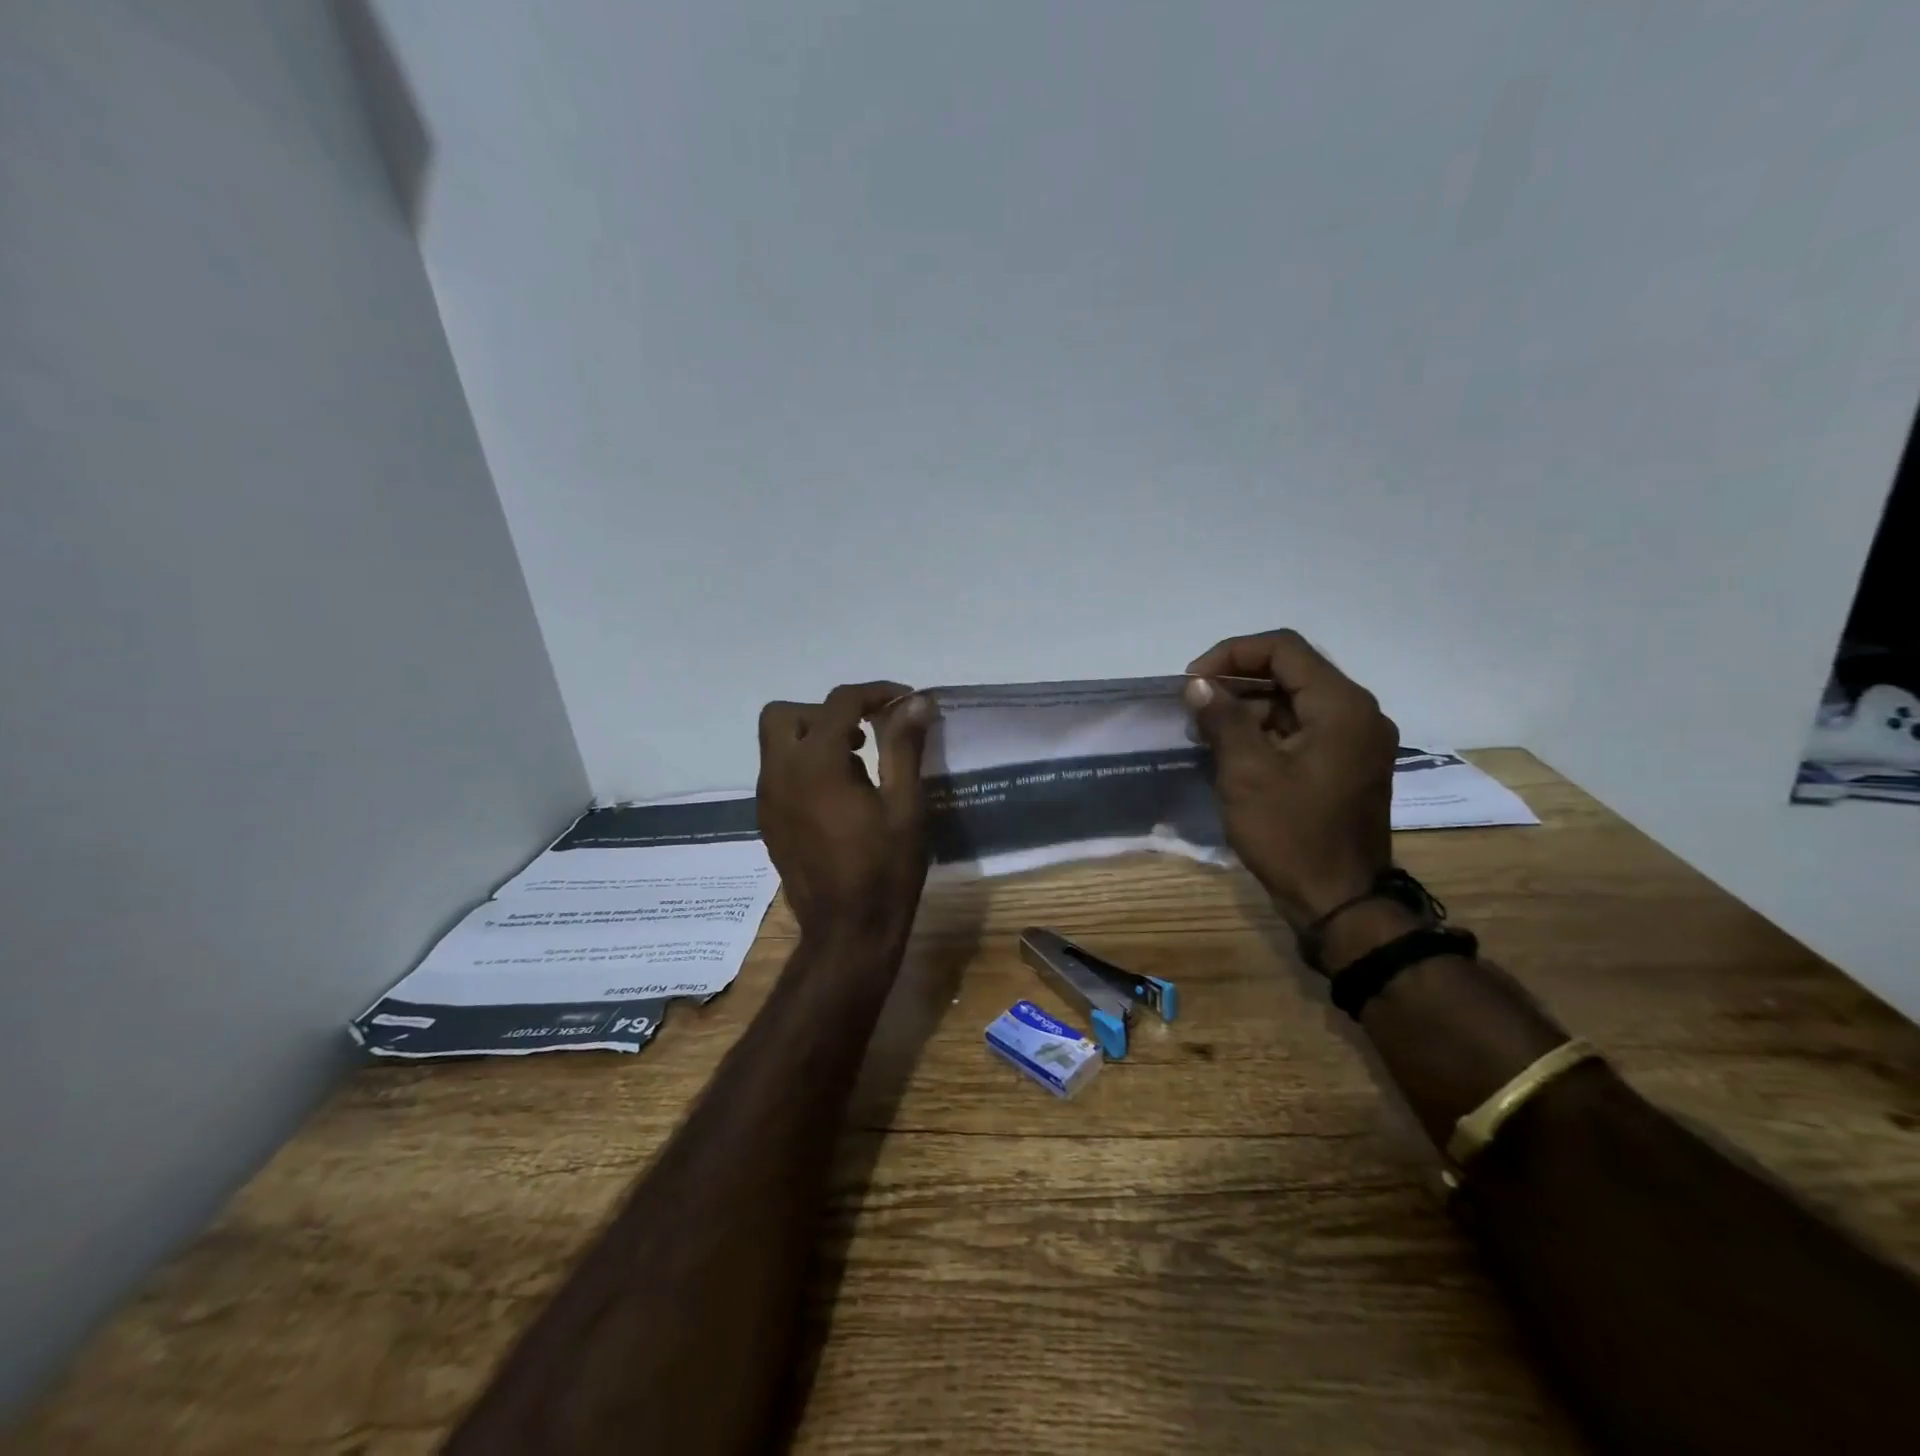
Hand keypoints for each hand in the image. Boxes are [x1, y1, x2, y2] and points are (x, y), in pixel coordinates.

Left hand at [757, 682, 932, 947]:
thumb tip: (915, 702)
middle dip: (826, 712)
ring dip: (813, 737)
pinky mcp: (768, 821)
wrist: (847, 933)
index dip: (875, 692)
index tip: (904, 701)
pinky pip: (778, 772)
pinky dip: (803, 764)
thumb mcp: (905, 805)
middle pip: (786, 714)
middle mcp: (780, 774)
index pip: (839, 703)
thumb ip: (904, 747)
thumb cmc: (885, 869)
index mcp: (817, 765)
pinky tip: (838, 795)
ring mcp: (768, 800)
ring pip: (776, 743)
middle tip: (865, 733)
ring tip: (858, 765)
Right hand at [1184, 630, 1397, 928]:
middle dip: (1237, 683)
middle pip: (1291, 673)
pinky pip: (1303, 730)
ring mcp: (1356, 741)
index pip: (1284, 649)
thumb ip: (1223, 717)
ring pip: (1294, 702)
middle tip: (1194, 708)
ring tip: (1206, 733)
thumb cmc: (1291, 833)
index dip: (1232, 655)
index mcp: (1341, 706)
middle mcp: (1358, 713)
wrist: (1338, 901)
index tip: (1193, 682)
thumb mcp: (1247, 772)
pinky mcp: (1346, 765)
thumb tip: (1198, 685)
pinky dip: (1266, 732)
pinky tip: (1232, 753)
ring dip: (1248, 709)